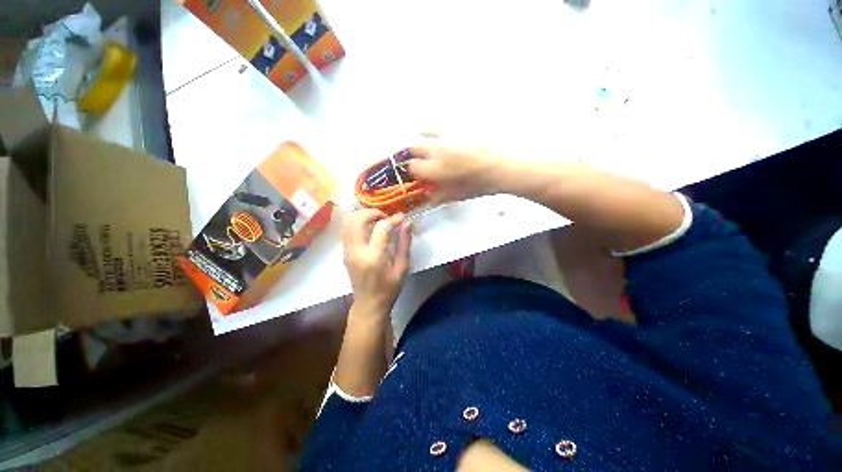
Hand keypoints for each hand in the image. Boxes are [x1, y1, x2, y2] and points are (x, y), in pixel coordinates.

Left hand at [342, 209, 411, 316]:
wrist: (368, 304)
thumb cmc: (389, 288)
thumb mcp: (402, 267)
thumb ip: (404, 244)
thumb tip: (407, 223)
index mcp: (374, 256)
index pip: (382, 228)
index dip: (393, 219)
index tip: (402, 217)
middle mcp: (357, 250)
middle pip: (358, 219)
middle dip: (373, 213)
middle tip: (386, 218)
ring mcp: (347, 250)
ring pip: (348, 222)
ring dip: (363, 215)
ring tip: (377, 221)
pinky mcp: (344, 252)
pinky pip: (346, 229)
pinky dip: (357, 222)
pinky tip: (369, 228)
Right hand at [408, 132, 508, 202]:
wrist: (506, 164)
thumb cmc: (481, 184)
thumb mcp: (459, 195)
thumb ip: (439, 195)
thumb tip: (428, 194)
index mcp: (436, 168)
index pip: (413, 167)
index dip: (414, 172)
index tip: (419, 175)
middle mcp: (437, 149)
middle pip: (414, 148)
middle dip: (415, 155)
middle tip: (422, 161)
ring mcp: (447, 134)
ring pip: (424, 132)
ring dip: (422, 140)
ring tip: (425, 142)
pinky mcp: (458, 125)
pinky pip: (440, 125)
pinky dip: (433, 129)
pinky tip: (433, 131)